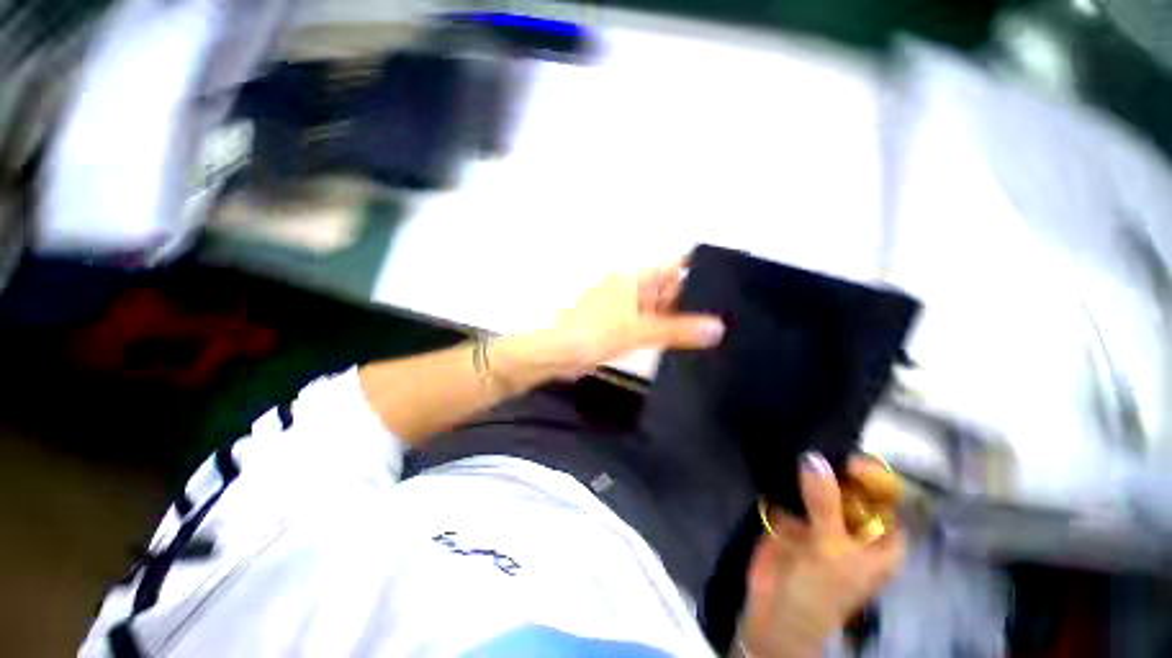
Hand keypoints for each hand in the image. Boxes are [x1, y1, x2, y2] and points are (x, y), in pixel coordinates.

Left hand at [531, 259, 724, 378]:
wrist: (559, 353)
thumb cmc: (595, 333)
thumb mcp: (639, 330)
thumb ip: (678, 330)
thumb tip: (718, 328)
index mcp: (636, 278)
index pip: (675, 267)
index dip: (700, 272)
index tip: (729, 284)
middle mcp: (634, 288)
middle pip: (671, 289)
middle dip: (695, 300)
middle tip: (729, 314)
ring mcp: (628, 307)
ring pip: (662, 309)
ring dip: (681, 318)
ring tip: (716, 329)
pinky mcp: (623, 325)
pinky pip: (651, 324)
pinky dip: (666, 330)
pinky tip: (685, 341)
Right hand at [737, 454, 906, 657]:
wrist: (775, 612)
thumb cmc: (820, 592)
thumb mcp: (830, 551)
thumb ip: (824, 504)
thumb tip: (813, 458)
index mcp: (881, 540)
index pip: (889, 500)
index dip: (876, 478)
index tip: (850, 461)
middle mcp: (856, 527)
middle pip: (853, 488)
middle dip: (837, 468)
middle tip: (817, 447)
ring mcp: (823, 520)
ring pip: (822, 486)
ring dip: (810, 469)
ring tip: (797, 446)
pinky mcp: (794, 516)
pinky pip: (795, 490)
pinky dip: (788, 476)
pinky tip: (780, 459)